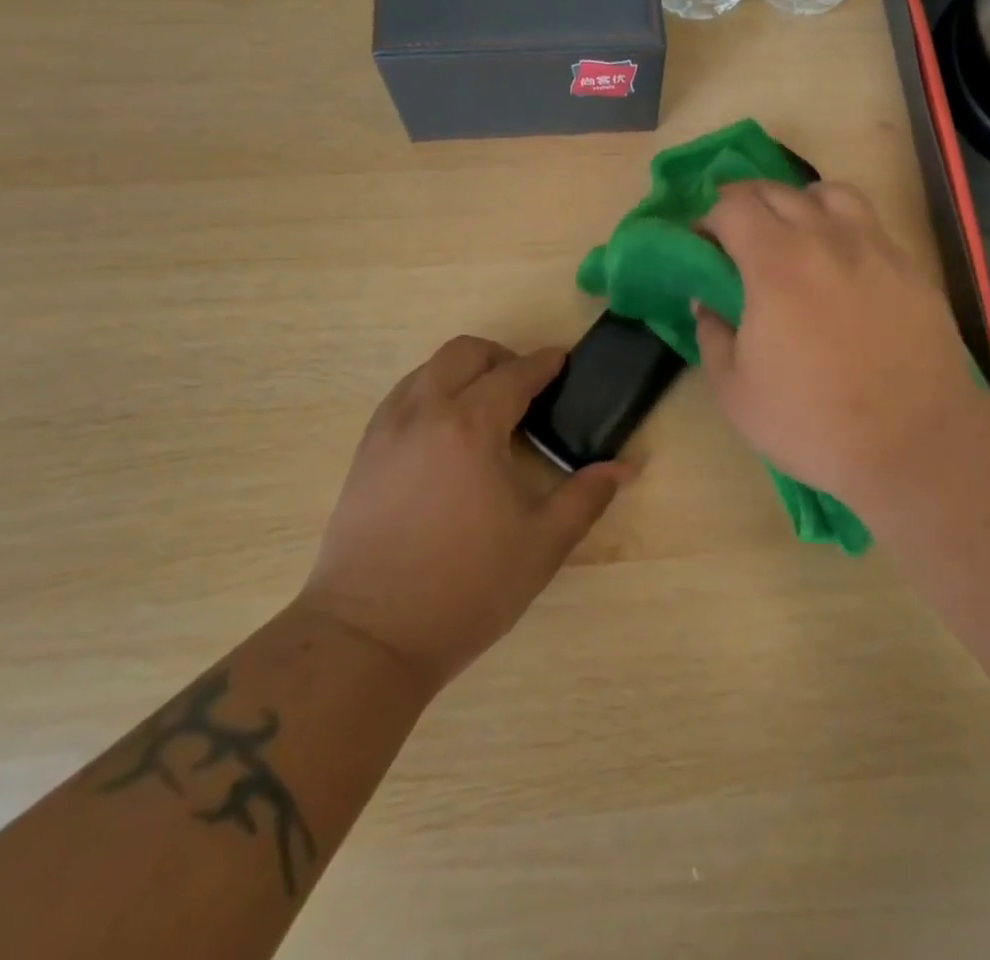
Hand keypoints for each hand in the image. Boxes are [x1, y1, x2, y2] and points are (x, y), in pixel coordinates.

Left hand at [301, 336, 632, 691]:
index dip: (545, 363)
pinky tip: (447, 434)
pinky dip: (432, 393)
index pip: (515, 374)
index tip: (564, 360)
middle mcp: (424, 412)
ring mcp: (386, 429)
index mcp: (470, 426)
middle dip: (501, 357)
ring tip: (487, 409)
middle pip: (464, 352)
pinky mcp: (364, 452)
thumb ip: (586, 496)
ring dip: (463, 372)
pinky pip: (403, 397)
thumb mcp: (541, 544)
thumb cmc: (466, 588)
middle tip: (526, 388)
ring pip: (428, 369)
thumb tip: (625, 466)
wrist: (368, 637)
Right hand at [695, 180, 975, 517]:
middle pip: (776, 191)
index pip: (732, 208)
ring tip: (792, 233)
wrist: (915, 443)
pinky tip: (839, 263)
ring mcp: (874, 248)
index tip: (700, 244)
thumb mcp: (735, 391)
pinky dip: (841, 226)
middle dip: (744, 204)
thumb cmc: (812, 421)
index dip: (707, 219)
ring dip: (798, 203)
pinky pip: (868, 223)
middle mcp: (825, 239)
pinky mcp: (909, 267)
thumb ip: (711, 335)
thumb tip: (705, 301)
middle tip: (733, 236)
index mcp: (775, 263)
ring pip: (830, 193)